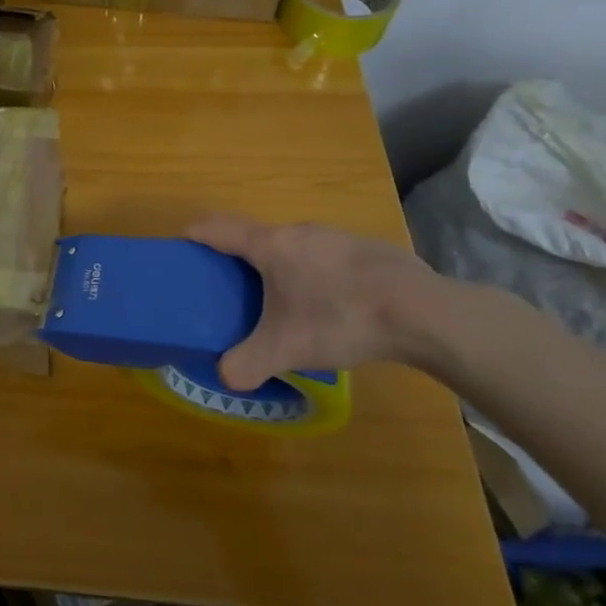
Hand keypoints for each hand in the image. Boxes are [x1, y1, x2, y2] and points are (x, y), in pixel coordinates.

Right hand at [186, 216, 450, 391]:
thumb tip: (225, 377)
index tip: (181, 243)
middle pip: (257, 236)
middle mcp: (299, 231)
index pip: (218, 228)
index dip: (195, 233)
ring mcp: (337, 236)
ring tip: (286, 301)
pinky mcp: (369, 250)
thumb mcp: (286, 348)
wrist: (424, 312)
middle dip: (241, 258)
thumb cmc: (340, 317)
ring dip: (283, 266)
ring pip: (296, 246)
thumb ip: (248, 363)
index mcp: (270, 245)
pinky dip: (319, 274)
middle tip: (234, 288)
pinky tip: (335, 306)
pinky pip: (328, 257)